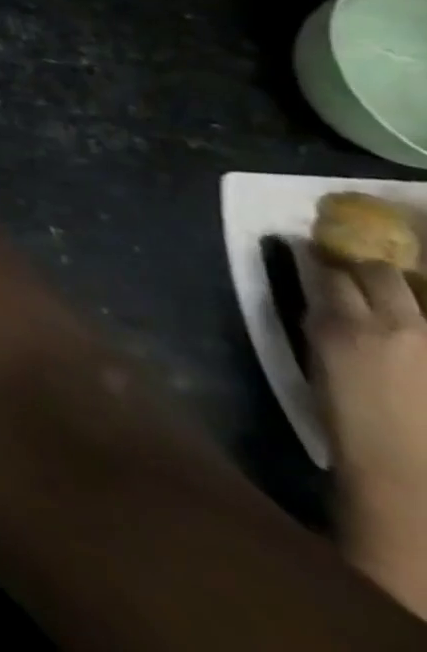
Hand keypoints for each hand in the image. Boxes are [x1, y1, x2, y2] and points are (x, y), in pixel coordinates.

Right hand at [308, 261, 426, 615]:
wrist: (411, 477)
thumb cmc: (353, 424)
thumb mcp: (324, 366)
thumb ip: (330, 329)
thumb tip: (328, 301)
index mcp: (341, 326)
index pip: (326, 270)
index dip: (319, 258)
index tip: (313, 251)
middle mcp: (392, 324)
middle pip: (379, 273)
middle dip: (367, 268)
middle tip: (359, 271)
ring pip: (416, 291)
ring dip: (404, 288)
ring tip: (397, 294)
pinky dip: (423, 312)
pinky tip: (413, 319)